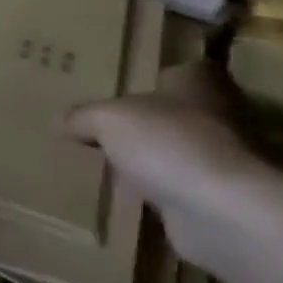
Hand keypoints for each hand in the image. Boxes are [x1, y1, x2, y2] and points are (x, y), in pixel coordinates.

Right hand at [66, 61, 282, 271]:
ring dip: (149, 163)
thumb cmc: (169, 142)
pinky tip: (123, 201)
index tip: (114, 93)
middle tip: (98, 130)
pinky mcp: (218, 199)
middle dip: (143, 124)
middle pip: (173, 114)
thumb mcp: (107, 119)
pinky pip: (177, 191)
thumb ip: (82, 116)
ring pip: (174, 154)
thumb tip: (59, 120)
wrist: (222, 211)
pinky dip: (156, 196)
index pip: (173, 72)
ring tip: (103, 167)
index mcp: (199, 80)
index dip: (145, 81)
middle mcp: (219, 114)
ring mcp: (223, 160)